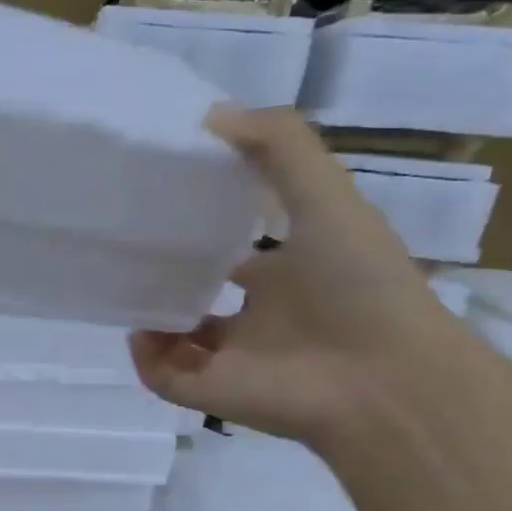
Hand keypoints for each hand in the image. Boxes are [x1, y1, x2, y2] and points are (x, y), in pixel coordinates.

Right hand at [129, 105, 459, 445]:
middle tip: (132, 255)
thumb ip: (279, 148)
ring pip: (177, 343)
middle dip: (168, 282)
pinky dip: (145, 359)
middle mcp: (260, 317)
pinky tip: (140, 331)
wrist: (383, 377)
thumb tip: (210, 116)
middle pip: (201, 300)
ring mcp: (234, 359)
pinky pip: (163, 378)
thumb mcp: (326, 195)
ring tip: (128, 293)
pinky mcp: (213, 394)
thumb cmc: (358, 282)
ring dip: (151, 320)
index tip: (168, 211)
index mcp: (290, 274)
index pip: (239, 256)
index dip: (206, 236)